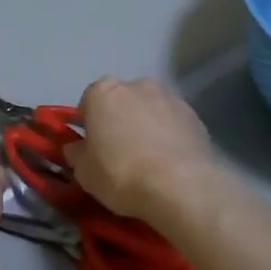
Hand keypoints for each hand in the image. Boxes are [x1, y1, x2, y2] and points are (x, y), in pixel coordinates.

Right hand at [70, 78, 217, 226]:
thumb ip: (77, 154)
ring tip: (149, 160)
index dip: (88, 126)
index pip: (87, 103)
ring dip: (146, 125)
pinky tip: (171, 162)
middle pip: (121, 101)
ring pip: (149, 109)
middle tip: (120, 153)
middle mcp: (136, 84)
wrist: (181, 185)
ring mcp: (168, 96)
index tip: (92, 148)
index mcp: (103, 92)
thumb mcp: (85, 173)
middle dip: (119, 120)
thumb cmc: (121, 174)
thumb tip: (76, 147)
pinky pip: (173, 123)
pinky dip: (169, 135)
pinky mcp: (194, 114)